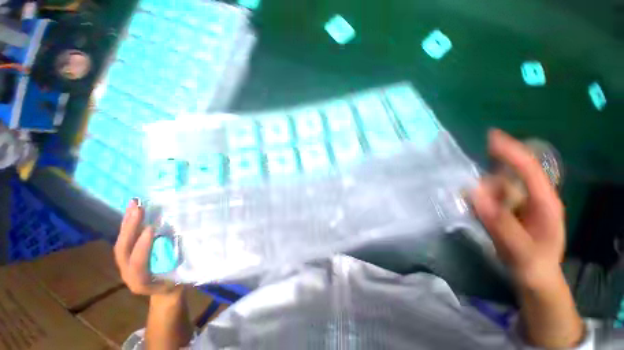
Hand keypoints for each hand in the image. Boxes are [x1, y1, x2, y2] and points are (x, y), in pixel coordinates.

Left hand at [114, 199, 181, 296]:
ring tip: (133, 204)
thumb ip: (178, 261)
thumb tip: (182, 240)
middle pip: (123, 251)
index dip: (142, 248)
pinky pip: (125, 239)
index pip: (137, 265)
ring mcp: (125, 264)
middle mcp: (128, 273)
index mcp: (141, 282)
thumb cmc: (177, 283)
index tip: (152, 229)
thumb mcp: (181, 276)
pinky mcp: (128, 256)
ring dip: (127, 223)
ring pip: (121, 243)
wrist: (165, 292)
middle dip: (130, 229)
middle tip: (139, 209)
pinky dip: (128, 224)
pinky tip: (133, 211)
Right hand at [470, 129, 564, 289]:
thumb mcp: (518, 248)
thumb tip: (473, 192)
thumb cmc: (532, 263)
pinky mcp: (508, 207)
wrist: (534, 275)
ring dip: (483, 199)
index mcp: (544, 202)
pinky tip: (482, 218)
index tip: (491, 137)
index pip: (529, 169)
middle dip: (489, 188)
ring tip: (486, 222)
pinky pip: (489, 197)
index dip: (511, 151)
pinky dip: (480, 203)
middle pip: (507, 178)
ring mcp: (519, 202)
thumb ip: (498, 221)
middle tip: (482, 210)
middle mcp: (532, 196)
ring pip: (495, 188)